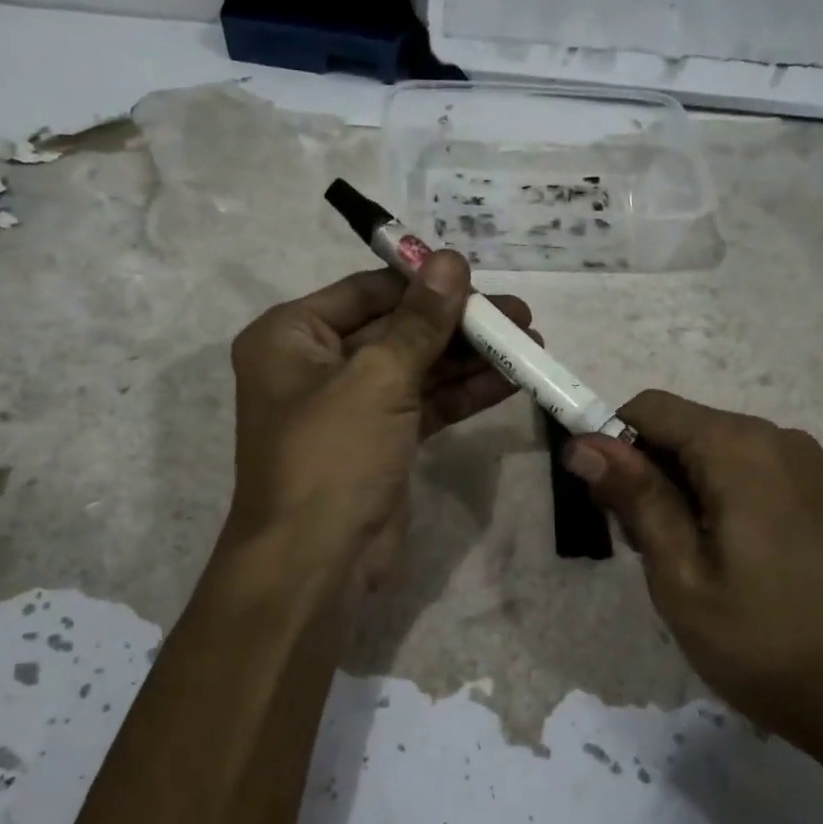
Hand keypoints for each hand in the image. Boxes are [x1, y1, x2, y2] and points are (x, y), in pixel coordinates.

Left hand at [226, 251, 529, 592]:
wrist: (316, 565)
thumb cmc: (332, 456)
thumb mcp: (378, 378)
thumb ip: (420, 320)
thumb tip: (450, 258)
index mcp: (291, 337)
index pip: (366, 291)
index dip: (422, 282)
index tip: (477, 275)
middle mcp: (316, 365)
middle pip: (397, 328)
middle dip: (457, 323)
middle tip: (519, 314)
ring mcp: (351, 406)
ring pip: (417, 368)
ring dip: (470, 357)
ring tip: (530, 341)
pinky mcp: (380, 441)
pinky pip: (425, 404)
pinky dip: (464, 393)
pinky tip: (510, 379)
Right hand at [565, 391, 822, 760]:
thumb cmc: (762, 642)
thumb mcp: (680, 574)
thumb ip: (634, 498)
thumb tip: (582, 444)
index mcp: (740, 449)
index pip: (649, 408)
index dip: (610, 442)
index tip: (600, 501)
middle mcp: (774, 438)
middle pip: (680, 427)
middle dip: (644, 472)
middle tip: (640, 547)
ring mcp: (801, 463)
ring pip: (707, 450)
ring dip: (675, 489)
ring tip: (678, 561)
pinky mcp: (813, 490)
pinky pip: (741, 469)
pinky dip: (710, 496)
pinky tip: (716, 554)